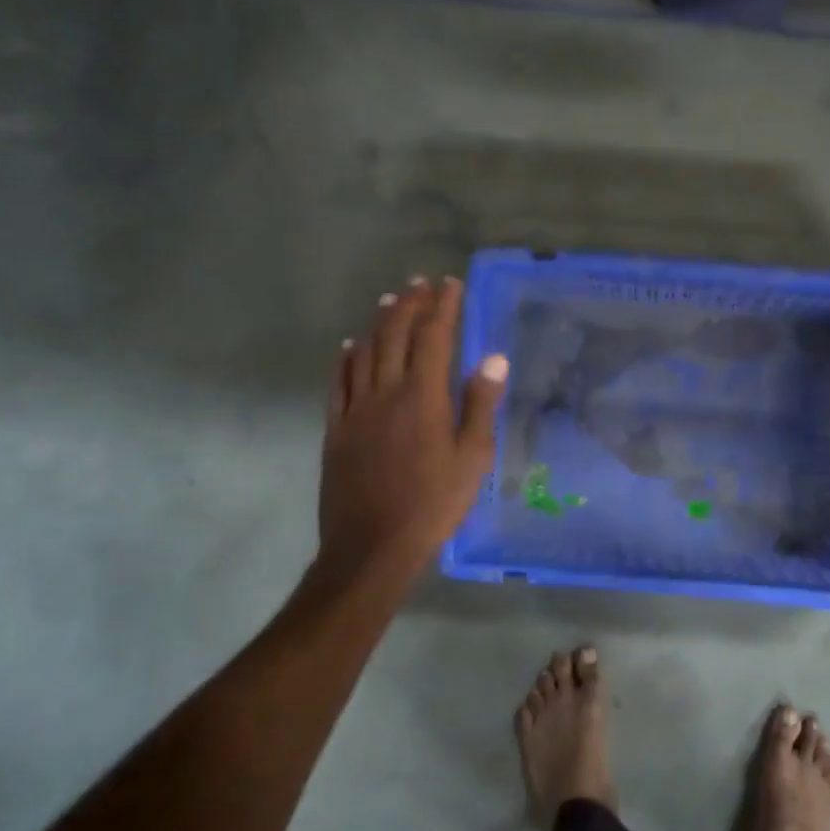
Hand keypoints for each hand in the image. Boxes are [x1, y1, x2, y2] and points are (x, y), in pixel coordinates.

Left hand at [317, 275, 506, 582]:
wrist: (371, 546)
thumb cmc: (433, 502)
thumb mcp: (472, 457)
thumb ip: (480, 404)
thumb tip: (493, 359)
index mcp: (423, 396)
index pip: (433, 337)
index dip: (442, 307)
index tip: (450, 284)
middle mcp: (385, 392)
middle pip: (394, 335)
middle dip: (409, 304)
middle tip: (420, 284)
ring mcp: (355, 409)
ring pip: (365, 352)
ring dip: (378, 322)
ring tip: (389, 301)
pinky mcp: (336, 428)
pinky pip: (338, 382)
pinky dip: (346, 358)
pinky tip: (349, 346)